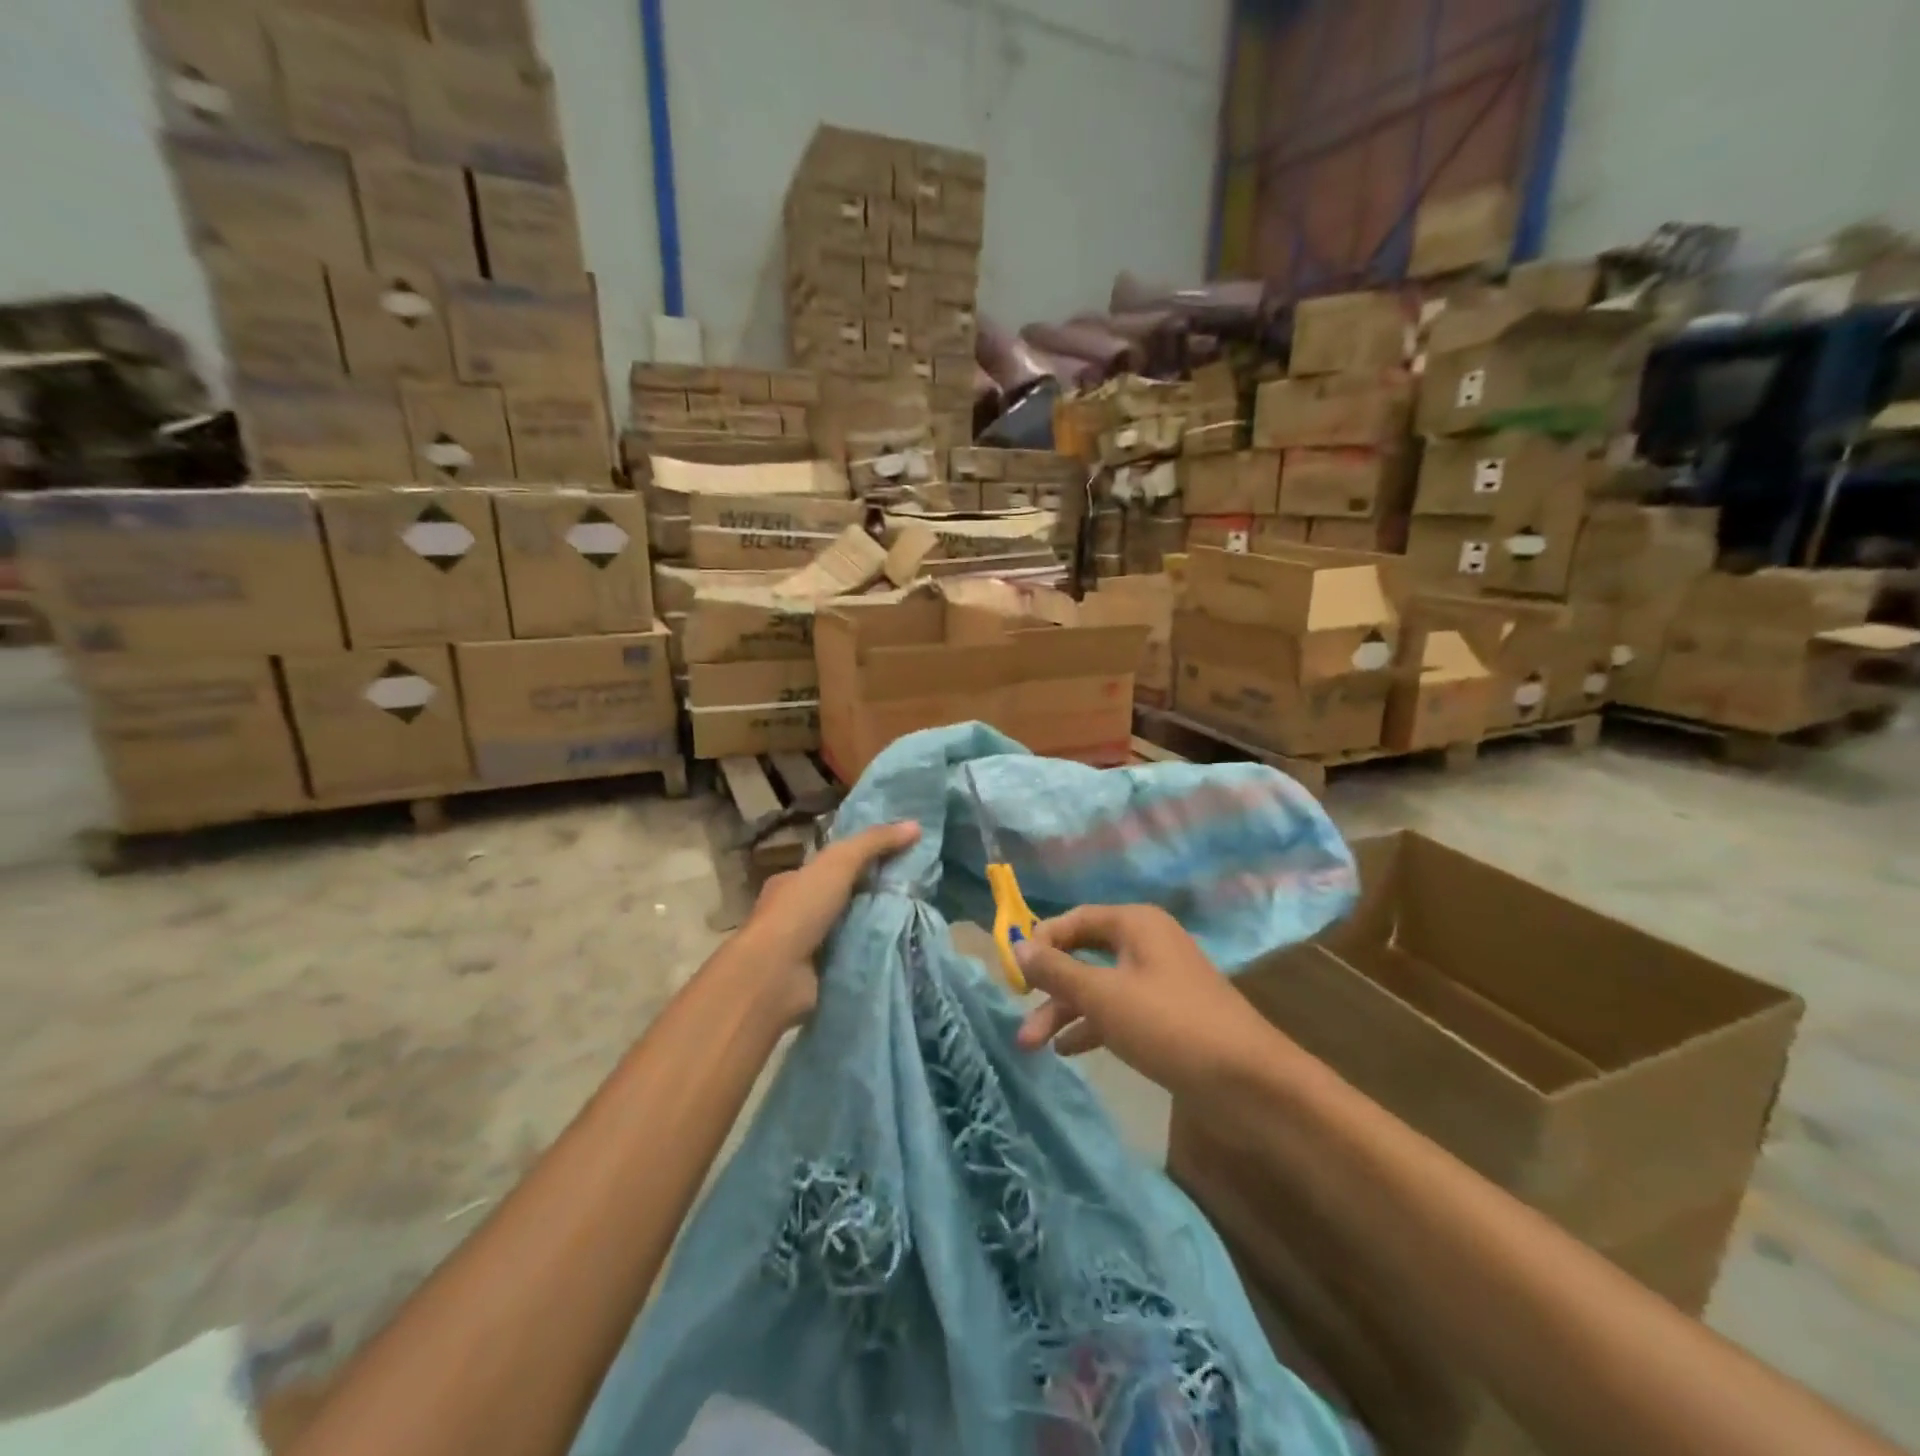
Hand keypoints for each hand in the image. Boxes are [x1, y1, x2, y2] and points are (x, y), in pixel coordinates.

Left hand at [722, 820, 921, 1029]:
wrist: (776, 976)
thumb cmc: (800, 910)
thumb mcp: (839, 863)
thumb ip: (874, 842)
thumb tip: (915, 825)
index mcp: (792, 882)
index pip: (829, 867)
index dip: (860, 860)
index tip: (896, 860)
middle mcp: (795, 914)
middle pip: (842, 898)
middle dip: (872, 896)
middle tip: (913, 892)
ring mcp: (805, 948)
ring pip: (849, 929)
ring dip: (875, 927)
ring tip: (916, 920)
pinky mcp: (818, 976)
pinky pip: (852, 959)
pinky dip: (871, 954)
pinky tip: (900, 949)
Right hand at [1013, 905, 1289, 1097]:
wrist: (1249, 1084)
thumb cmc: (1169, 1025)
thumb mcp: (1103, 996)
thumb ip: (1056, 971)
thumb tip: (1018, 946)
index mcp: (1136, 924)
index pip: (1075, 919)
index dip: (1041, 941)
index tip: (1013, 970)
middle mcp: (1146, 944)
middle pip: (1084, 954)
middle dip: (1049, 985)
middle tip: (1017, 1011)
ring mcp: (1158, 981)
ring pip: (1098, 987)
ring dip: (1064, 1012)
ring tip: (1031, 1044)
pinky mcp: (1166, 1017)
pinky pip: (1118, 1011)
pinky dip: (1091, 1026)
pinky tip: (1067, 1050)